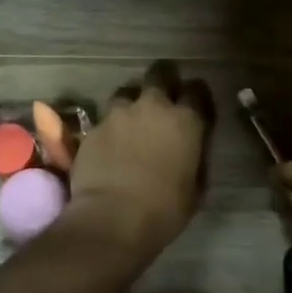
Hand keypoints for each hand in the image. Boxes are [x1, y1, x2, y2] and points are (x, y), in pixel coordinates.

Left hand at [65, 61, 213, 256]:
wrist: (112, 219)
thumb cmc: (164, 210)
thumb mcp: (195, 187)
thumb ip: (195, 157)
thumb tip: (191, 148)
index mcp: (186, 120)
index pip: (197, 90)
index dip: (197, 95)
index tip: (195, 105)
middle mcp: (153, 106)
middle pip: (160, 73)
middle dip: (164, 80)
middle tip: (163, 97)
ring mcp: (119, 113)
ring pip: (128, 91)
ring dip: (133, 102)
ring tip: (131, 121)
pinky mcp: (94, 127)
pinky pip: (106, 118)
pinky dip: (111, 126)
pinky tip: (111, 144)